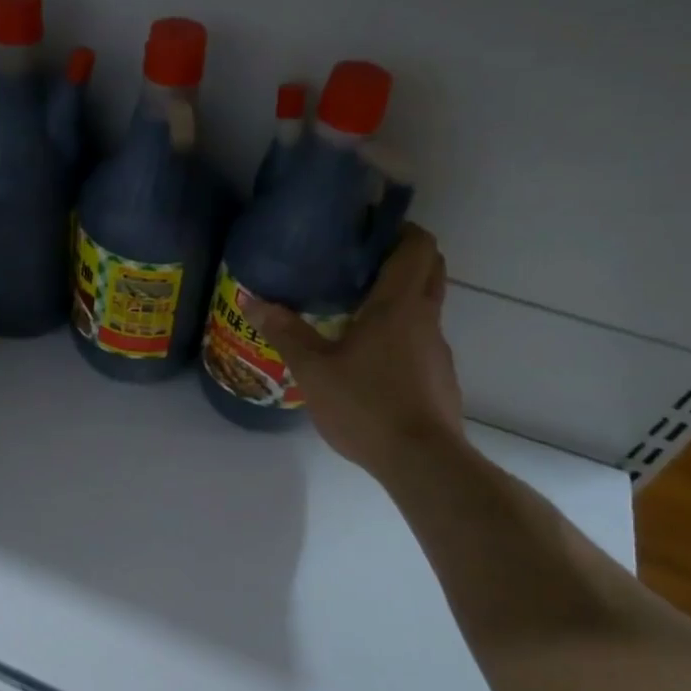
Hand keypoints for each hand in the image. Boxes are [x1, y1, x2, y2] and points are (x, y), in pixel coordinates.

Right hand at [240, 224, 465, 473]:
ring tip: (356, 311)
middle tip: (361, 263)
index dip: (400, 229)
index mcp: (399, 305)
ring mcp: (438, 349)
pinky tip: (370, 359)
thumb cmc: (366, 404)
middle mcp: (426, 319)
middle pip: (430, 269)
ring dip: (400, 298)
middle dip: (404, 256)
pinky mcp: (440, 377)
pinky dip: (401, 334)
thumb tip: (251, 299)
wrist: (421, 461)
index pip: (418, 246)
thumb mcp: (313, 369)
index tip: (370, 229)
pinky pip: (422, 340)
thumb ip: (284, 332)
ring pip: (426, 307)